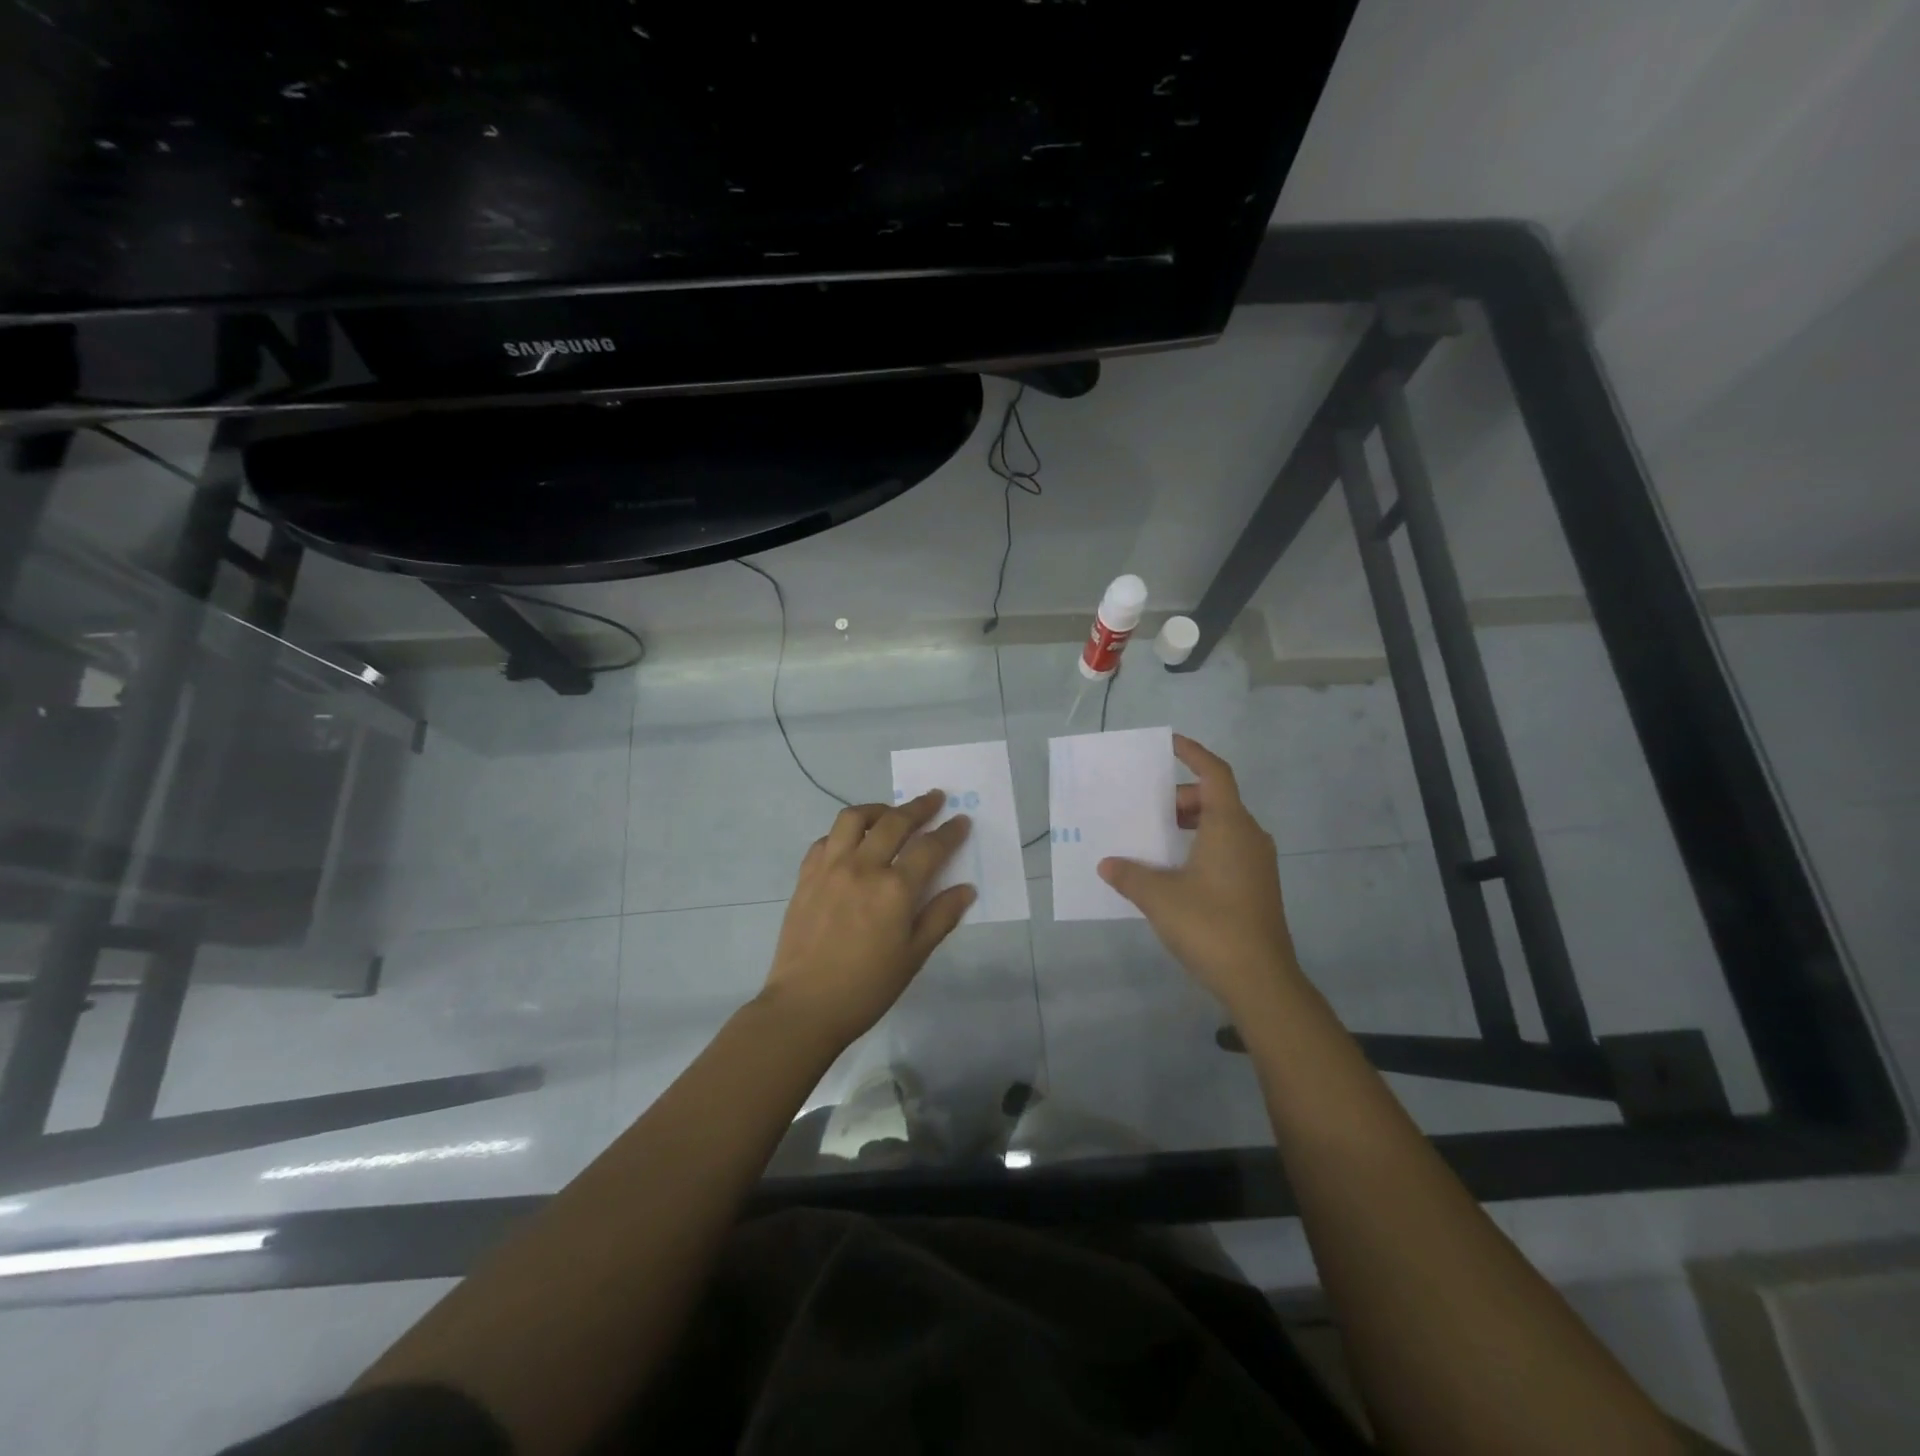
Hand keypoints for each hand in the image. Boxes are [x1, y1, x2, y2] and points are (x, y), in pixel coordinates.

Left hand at [760, 790, 975, 1048]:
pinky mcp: (806, 876)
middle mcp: (863, 867)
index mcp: (895, 889)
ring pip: (854, 819)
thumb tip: (966, 889)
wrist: (805, 1006)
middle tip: (934, 799)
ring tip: (890, 814)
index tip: (961, 820)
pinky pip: (826, 840)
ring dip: (877, 810)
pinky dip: (843, 834)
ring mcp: (830, 867)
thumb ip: (941, 916)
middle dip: (918, 807)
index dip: (949, 832)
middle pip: (894, 822)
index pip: (930, 848)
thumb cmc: (867, 987)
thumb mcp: (914, 956)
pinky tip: (852, 844)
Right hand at [1098, 735, 1302, 1014]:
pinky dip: (1201, 847)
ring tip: (1155, 841)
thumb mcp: (1159, 897)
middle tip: (1148, 813)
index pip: (1214, 773)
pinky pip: (1227, 849)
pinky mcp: (1257, 886)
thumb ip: (1130, 875)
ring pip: (1222, 827)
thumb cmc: (1210, 925)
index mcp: (1230, 825)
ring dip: (1190, 826)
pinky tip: (1175, 873)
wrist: (1260, 980)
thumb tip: (1108, 864)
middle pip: (1215, 800)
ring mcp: (1257, 863)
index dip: (1194, 754)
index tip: (1170, 744)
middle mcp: (1249, 836)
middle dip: (1180, 799)